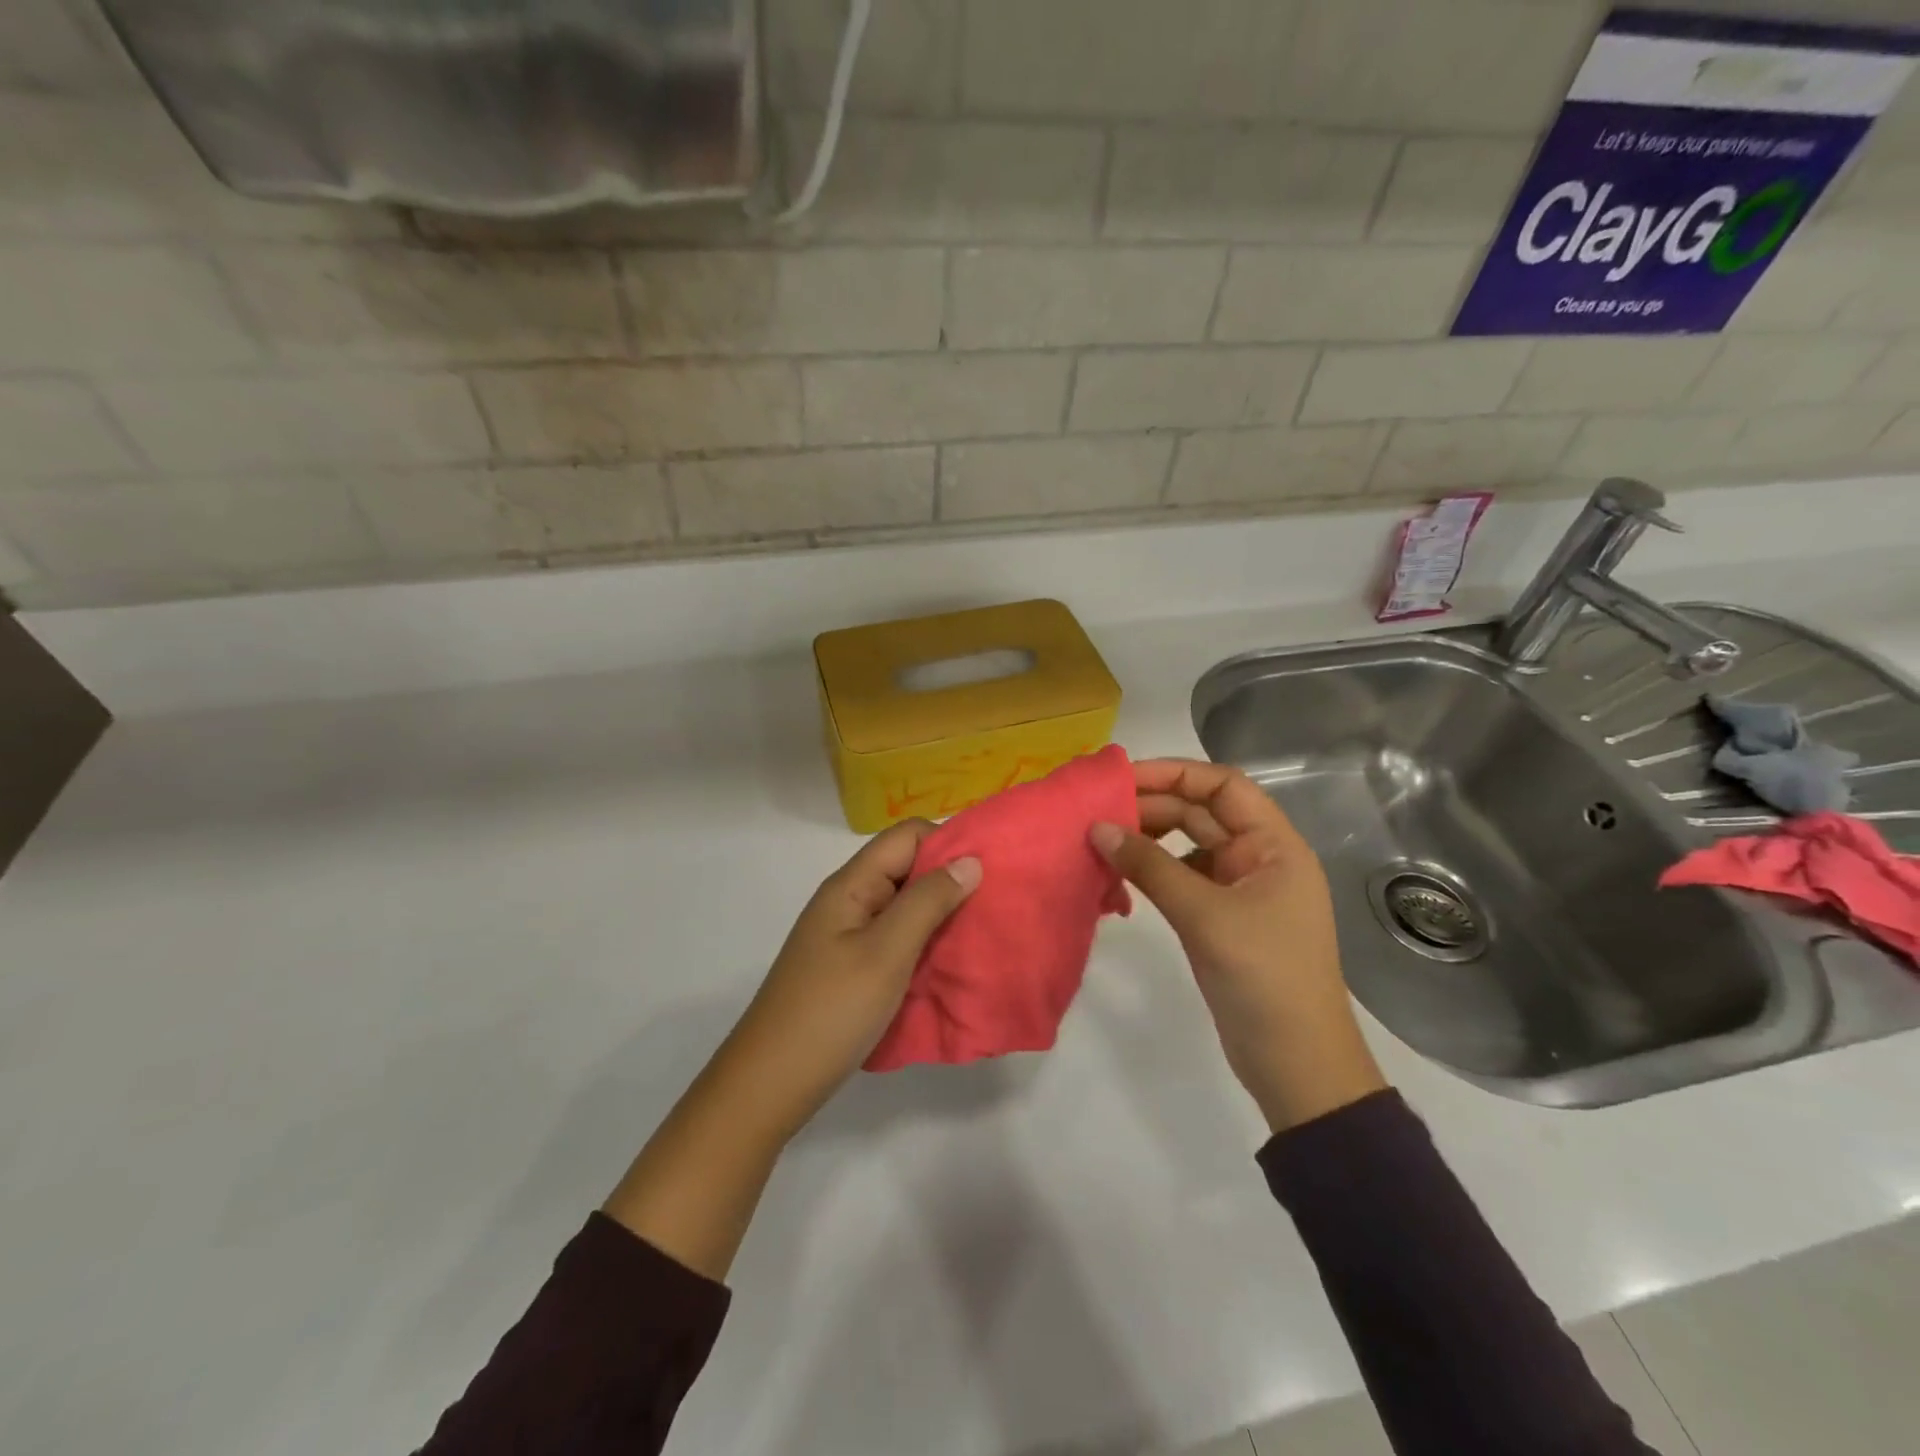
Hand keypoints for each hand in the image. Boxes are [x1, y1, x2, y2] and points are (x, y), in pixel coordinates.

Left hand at [723, 819, 981, 1137]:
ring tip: (980, 934)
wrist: (771, 1083)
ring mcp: (848, 936)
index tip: (989, 871)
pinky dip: (924, 944)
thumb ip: (928, 902)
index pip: (906, 836)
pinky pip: (896, 940)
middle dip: (950, 880)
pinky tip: (949, 964)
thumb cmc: (831, 1010)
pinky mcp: (851, 968)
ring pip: (904, 907)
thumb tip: (970, 860)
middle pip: (906, 868)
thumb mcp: (886, 952)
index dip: (947, 843)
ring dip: (941, 915)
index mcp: (851, 885)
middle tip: (994, 905)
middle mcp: (849, 901)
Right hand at [1090, 759, 1384, 1133]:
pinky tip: (1120, 877)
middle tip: (1097, 812)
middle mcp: (1259, 858)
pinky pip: (1182, 879)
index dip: (1174, 774)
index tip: (1121, 779)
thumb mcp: (1205, 915)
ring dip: (1149, 839)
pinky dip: (1152, 872)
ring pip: (1189, 846)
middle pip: (1202, 813)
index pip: (1223, 786)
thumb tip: (1096, 827)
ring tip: (1102, 840)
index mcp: (1274, 845)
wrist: (1297, 1064)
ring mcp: (1241, 890)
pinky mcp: (1222, 919)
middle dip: (1152, 807)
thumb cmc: (1263, 977)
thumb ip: (1150, 867)